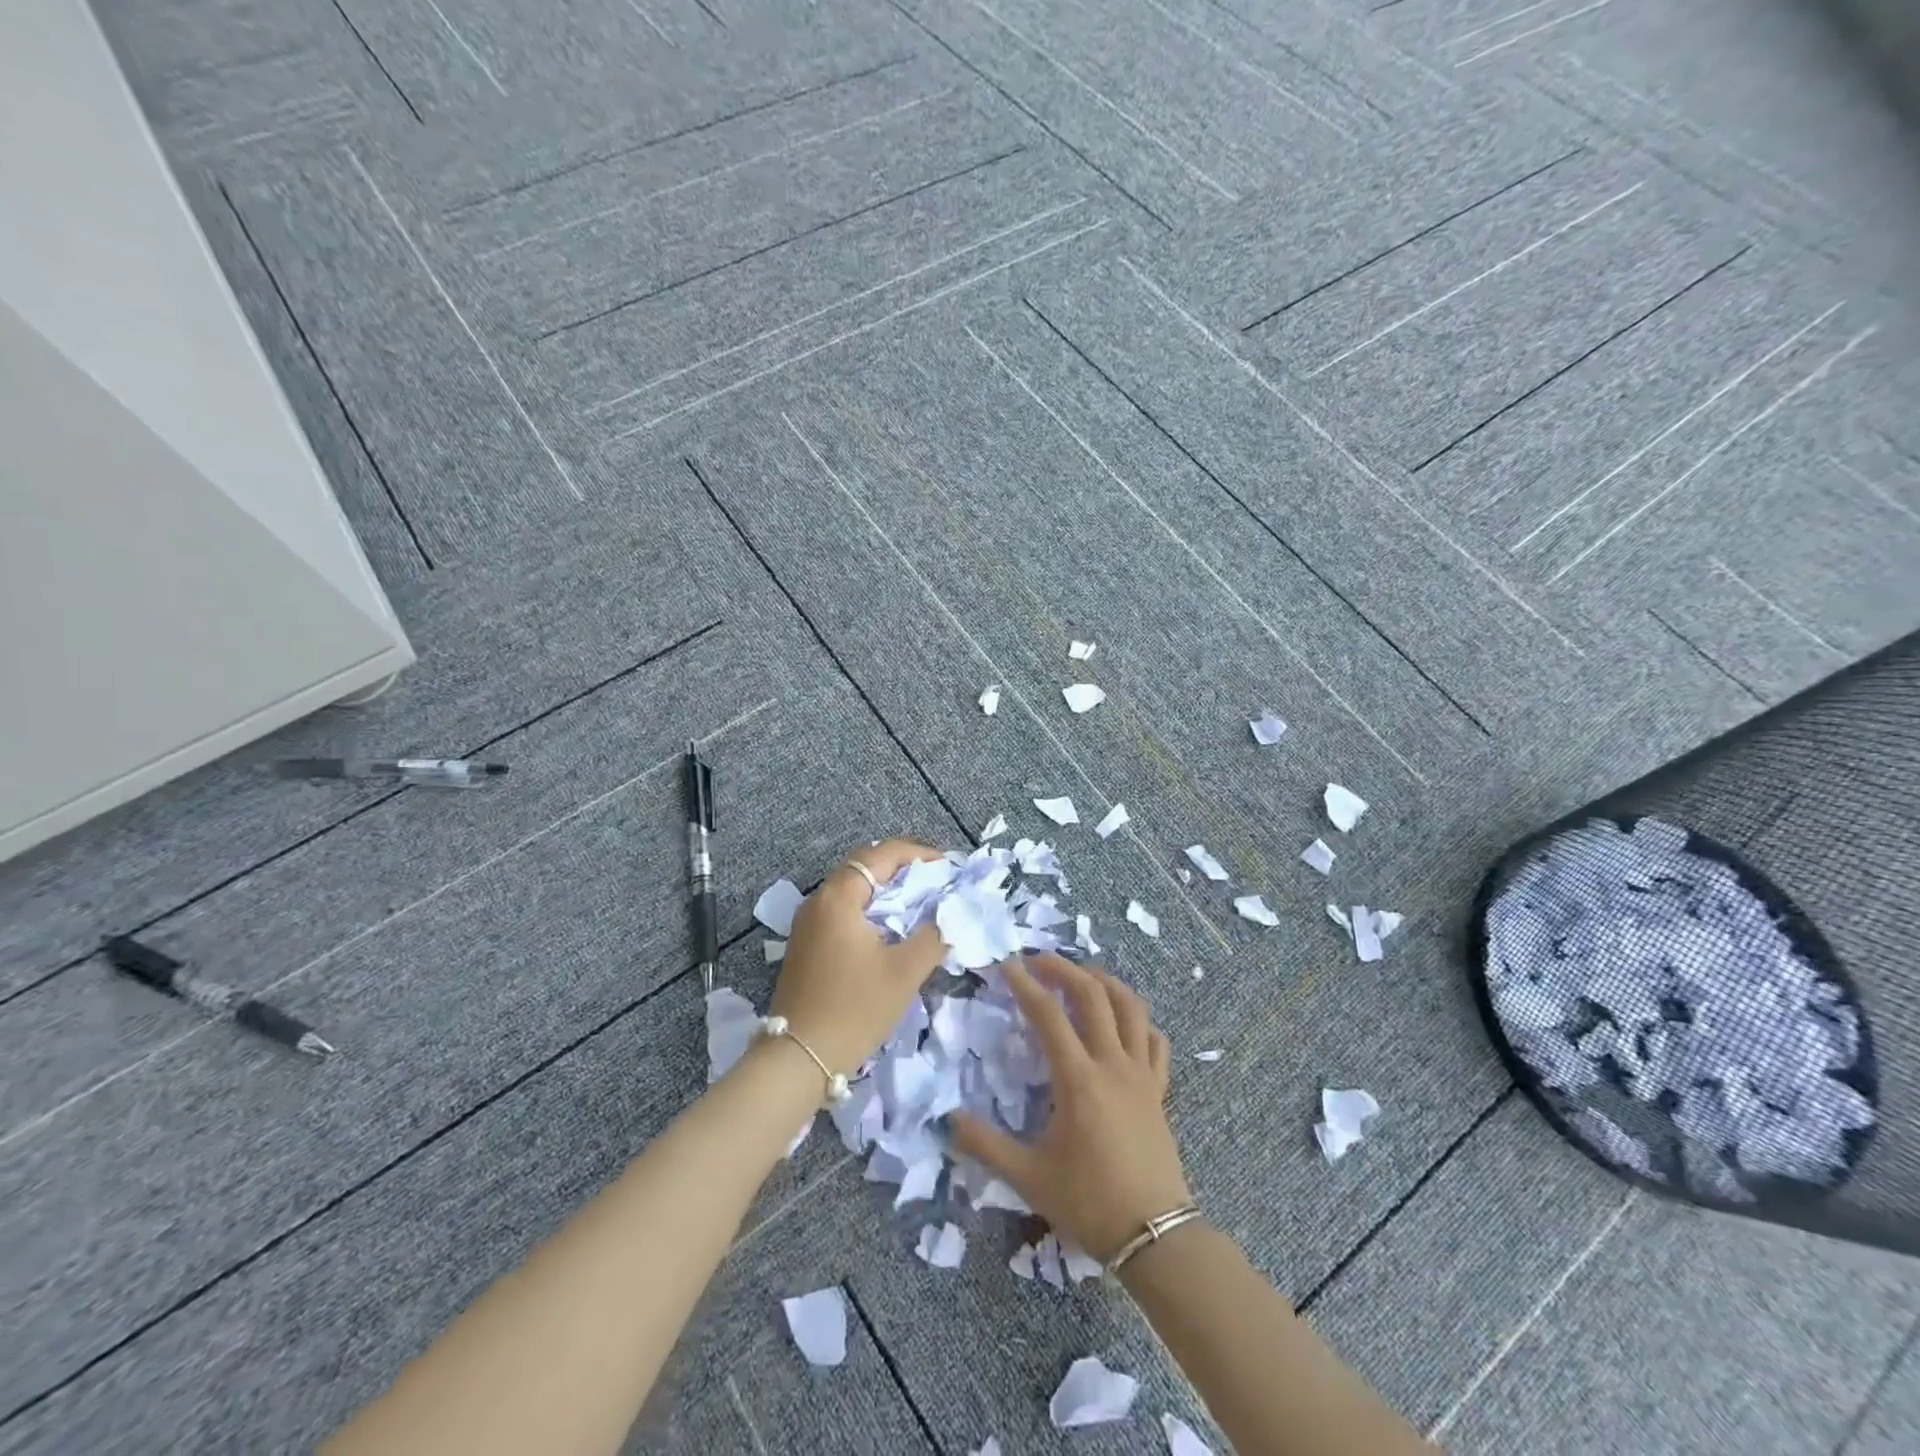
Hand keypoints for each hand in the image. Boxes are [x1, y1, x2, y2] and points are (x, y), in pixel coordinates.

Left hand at [768, 839, 946, 1074]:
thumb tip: (951, 913)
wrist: (799, 1058)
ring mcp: (808, 923)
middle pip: (864, 867)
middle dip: (903, 869)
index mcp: (839, 897)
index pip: (881, 854)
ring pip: (853, 890)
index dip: (918, 854)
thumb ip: (934, 934)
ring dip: (886, 890)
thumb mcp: (905, 971)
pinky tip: (891, 929)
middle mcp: (818, 900)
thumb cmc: (855, 1008)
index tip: (947, 866)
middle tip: (936, 880)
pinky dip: (871, 909)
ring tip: (920, 902)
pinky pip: (843, 911)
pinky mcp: (807, 944)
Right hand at [951, 953, 1189, 1260]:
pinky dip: (1137, 1020)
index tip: (1006, 965)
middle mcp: (1112, 1064)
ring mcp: (1141, 1074)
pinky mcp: (1159, 1089)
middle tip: (1037, 960)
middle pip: (1092, 995)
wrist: (1155, 1236)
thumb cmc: (1089, 1202)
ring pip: (1130, 1007)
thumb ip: (985, 1146)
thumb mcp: (1028, 1177)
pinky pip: (1154, 1040)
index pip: (1048, 1015)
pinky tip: (1124, 1022)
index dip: (1025, 985)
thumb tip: (948, 1120)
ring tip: (1082, 975)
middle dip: (1063, 969)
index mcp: (1078, 1079)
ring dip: (1104, 982)